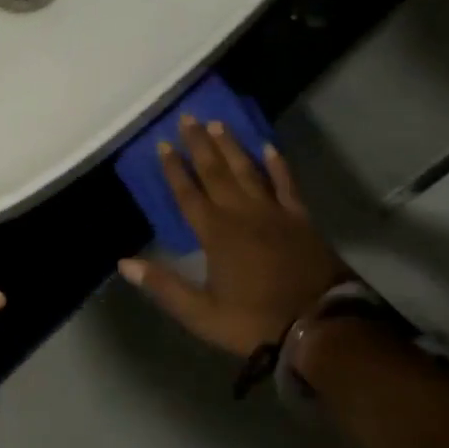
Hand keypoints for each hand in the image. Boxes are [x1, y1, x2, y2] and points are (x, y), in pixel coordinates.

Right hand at [119, 118, 350, 356]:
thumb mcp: (202, 315)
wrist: (324, 330)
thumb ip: (164, 286)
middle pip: (215, 172)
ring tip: (218, 124)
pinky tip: (269, 148)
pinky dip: (277, 166)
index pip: (188, 193)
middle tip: (188, 117)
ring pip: (247, 171)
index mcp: (215, 233)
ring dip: (231, 147)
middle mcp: (241, 213)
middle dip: (199, 144)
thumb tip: (124, 263)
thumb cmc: (257, 323)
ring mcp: (273, 213)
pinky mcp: (301, 220)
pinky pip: (286, 185)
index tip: (162, 143)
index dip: (174, 168)